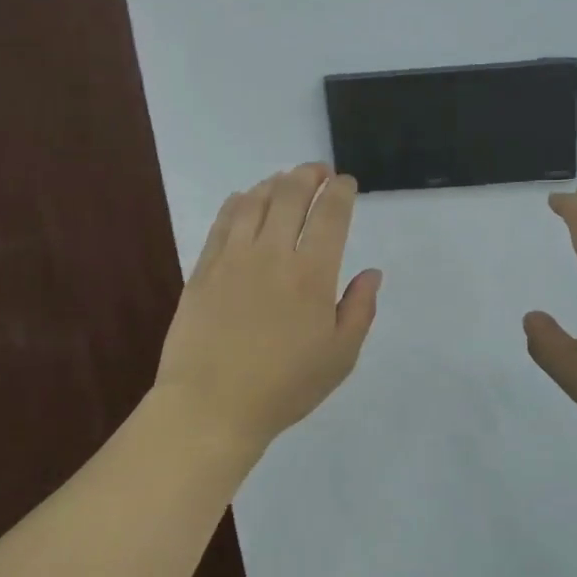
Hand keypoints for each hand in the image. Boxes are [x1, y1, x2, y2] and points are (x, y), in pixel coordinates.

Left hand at [154, 163, 381, 451]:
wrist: (211, 406)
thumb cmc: (284, 386)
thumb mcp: (340, 357)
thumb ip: (360, 309)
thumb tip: (372, 273)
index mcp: (312, 274)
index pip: (330, 214)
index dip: (340, 191)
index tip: (345, 182)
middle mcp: (273, 253)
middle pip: (291, 195)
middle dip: (309, 175)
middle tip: (318, 171)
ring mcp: (233, 257)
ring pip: (255, 201)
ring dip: (274, 182)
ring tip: (285, 179)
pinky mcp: (204, 268)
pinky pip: (223, 221)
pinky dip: (238, 201)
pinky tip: (245, 198)